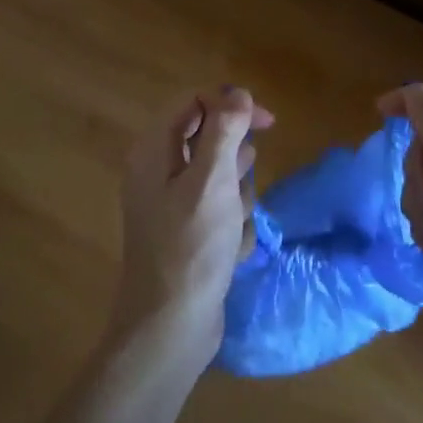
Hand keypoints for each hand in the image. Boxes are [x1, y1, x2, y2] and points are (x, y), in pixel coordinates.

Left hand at [109, 86, 272, 378]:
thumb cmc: (191, 248)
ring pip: (218, 177)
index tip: (267, 123)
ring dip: (236, 195)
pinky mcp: (185, 234)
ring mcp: (170, 205)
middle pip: (206, 139)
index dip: (230, 104)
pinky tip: (231, 250)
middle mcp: (156, 171)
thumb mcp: (212, 181)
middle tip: (242, 181)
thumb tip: (237, 93)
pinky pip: (218, 211)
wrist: (170, 328)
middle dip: (234, 159)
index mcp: (154, 151)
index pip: (193, 102)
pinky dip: (231, 225)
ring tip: (234, 222)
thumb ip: (224, 131)